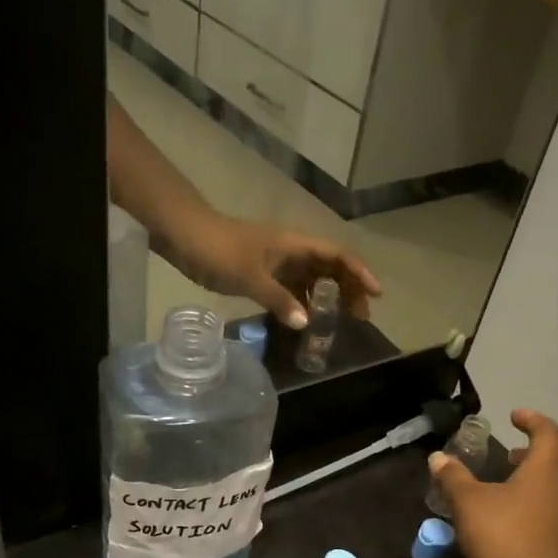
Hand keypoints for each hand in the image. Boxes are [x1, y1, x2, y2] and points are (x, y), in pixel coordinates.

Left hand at [182, 214, 380, 329]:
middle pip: (329, 266)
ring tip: (337, 322)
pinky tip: (304, 319)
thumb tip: (306, 323)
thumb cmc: (218, 250)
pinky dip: (301, 301)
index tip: (375, 295)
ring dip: (326, 296)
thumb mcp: (249, 277)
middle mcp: (290, 249)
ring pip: (311, 277)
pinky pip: (291, 286)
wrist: (182, 234)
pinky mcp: (260, 270)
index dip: (360, 272)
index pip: (338, 254)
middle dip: (349, 288)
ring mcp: (275, 260)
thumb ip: (278, 300)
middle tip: (360, 316)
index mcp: (294, 244)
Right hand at [428, 409, 557, 557]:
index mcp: (546, 470)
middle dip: (535, 455)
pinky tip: (514, 524)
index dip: (532, 420)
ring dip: (537, 485)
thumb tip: (438, 458)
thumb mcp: (468, 503)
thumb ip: (453, 478)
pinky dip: (537, 512)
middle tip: (512, 456)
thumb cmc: (504, 535)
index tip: (514, 417)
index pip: (548, 433)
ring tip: (508, 491)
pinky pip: (554, 518)